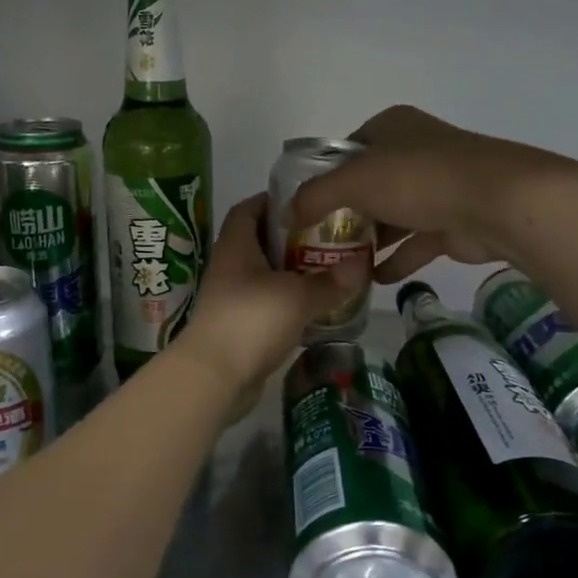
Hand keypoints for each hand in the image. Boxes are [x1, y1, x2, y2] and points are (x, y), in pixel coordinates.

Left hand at [177, 193, 367, 397]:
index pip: (248, 209)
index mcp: (235, 246)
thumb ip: (331, 281)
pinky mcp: (238, 326)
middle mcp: (229, 267)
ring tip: (330, 271)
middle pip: (260, 242)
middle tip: (330, 238)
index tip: (306, 203)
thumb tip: (363, 264)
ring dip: (293, 273)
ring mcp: (231, 298)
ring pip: (265, 275)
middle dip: (293, 239)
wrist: (214, 377)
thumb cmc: (251, 321)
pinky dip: (289, 303)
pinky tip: (316, 308)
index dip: (273, 200)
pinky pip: (266, 304)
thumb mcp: (297, 297)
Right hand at [288, 105, 535, 283]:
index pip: (347, 149)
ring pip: (393, 215)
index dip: (324, 175)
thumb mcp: (354, 180)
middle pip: (369, 184)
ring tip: (338, 264)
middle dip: (345, 213)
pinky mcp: (453, 221)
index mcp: (391, 127)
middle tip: (317, 240)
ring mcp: (437, 187)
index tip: (305, 205)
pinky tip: (372, 280)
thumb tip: (286, 214)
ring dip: (370, 240)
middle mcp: (414, 151)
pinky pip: (415, 242)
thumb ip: (315, 196)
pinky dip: (395, 260)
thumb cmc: (419, 178)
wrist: (498, 203)